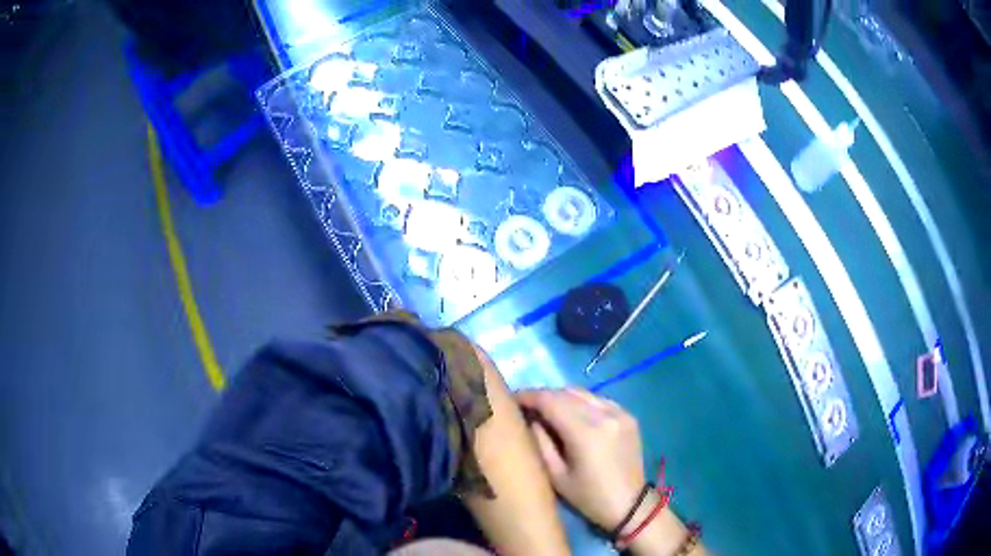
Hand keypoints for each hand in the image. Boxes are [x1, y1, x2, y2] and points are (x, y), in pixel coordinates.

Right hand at [515, 388, 645, 530]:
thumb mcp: (556, 475)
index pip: (550, 400)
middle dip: (543, 396)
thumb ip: (540, 441)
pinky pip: (598, 400)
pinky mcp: (628, 415)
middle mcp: (604, 415)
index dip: (528, 396)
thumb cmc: (588, 497)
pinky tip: (574, 415)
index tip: (512, 399)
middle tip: (527, 406)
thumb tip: (530, 418)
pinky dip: (581, 402)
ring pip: (583, 393)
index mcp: (585, 432)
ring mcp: (620, 412)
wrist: (630, 504)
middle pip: (566, 392)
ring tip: (548, 409)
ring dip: (562, 397)